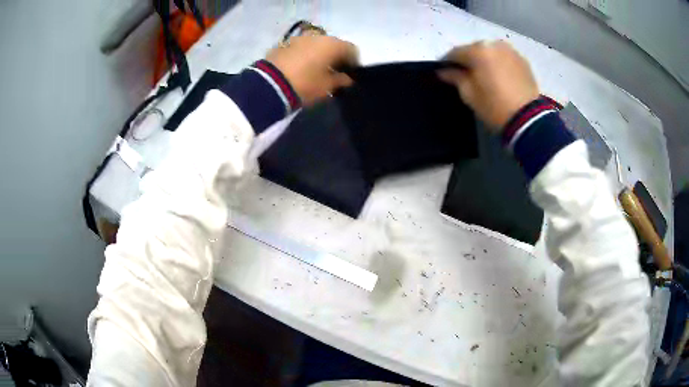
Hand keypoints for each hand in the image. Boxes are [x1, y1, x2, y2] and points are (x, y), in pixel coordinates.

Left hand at [266, 35, 358, 105]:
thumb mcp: (327, 86)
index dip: (353, 62)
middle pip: (333, 45)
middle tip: (334, 71)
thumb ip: (340, 80)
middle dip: (336, 56)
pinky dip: (305, 55)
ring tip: (316, 69)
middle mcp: (318, 36)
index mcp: (333, 44)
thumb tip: (347, 78)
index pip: (352, 49)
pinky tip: (301, 67)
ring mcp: (300, 38)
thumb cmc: (305, 84)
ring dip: (320, 54)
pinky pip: (302, 48)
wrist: (270, 84)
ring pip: (316, 44)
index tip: (350, 74)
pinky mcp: (285, 44)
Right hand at [438, 41, 538, 132]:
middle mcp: (493, 44)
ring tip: (483, 75)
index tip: (444, 72)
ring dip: (484, 60)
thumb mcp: (469, 94)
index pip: (455, 52)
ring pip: (490, 51)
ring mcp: (510, 50)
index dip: (447, 62)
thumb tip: (444, 71)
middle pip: (474, 49)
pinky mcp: (522, 60)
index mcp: (477, 51)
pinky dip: (498, 63)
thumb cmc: (494, 106)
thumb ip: (455, 78)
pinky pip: (504, 57)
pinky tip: (498, 76)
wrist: (528, 118)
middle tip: (465, 74)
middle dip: (467, 59)